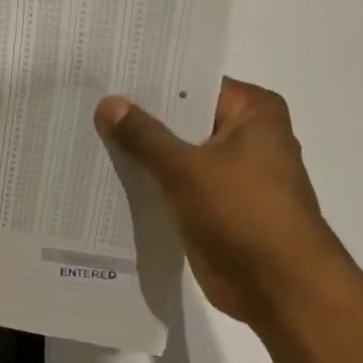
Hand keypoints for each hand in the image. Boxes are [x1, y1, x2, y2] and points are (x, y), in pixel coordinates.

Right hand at [95, 79, 352, 328]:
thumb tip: (108, 103)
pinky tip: (107, 185)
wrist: (276, 282)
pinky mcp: (213, 210)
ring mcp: (229, 177)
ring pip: (175, 159)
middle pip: (182, 122)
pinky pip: (174, 191)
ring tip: (87, 145)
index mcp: (252, 113)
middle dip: (139, 123)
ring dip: (140, 159)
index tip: (107, 80)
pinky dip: (148, 189)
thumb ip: (144, 137)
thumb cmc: (242, 212)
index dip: (151, 84)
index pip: (194, 85)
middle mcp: (244, 139)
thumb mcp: (187, 168)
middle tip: (86, 111)